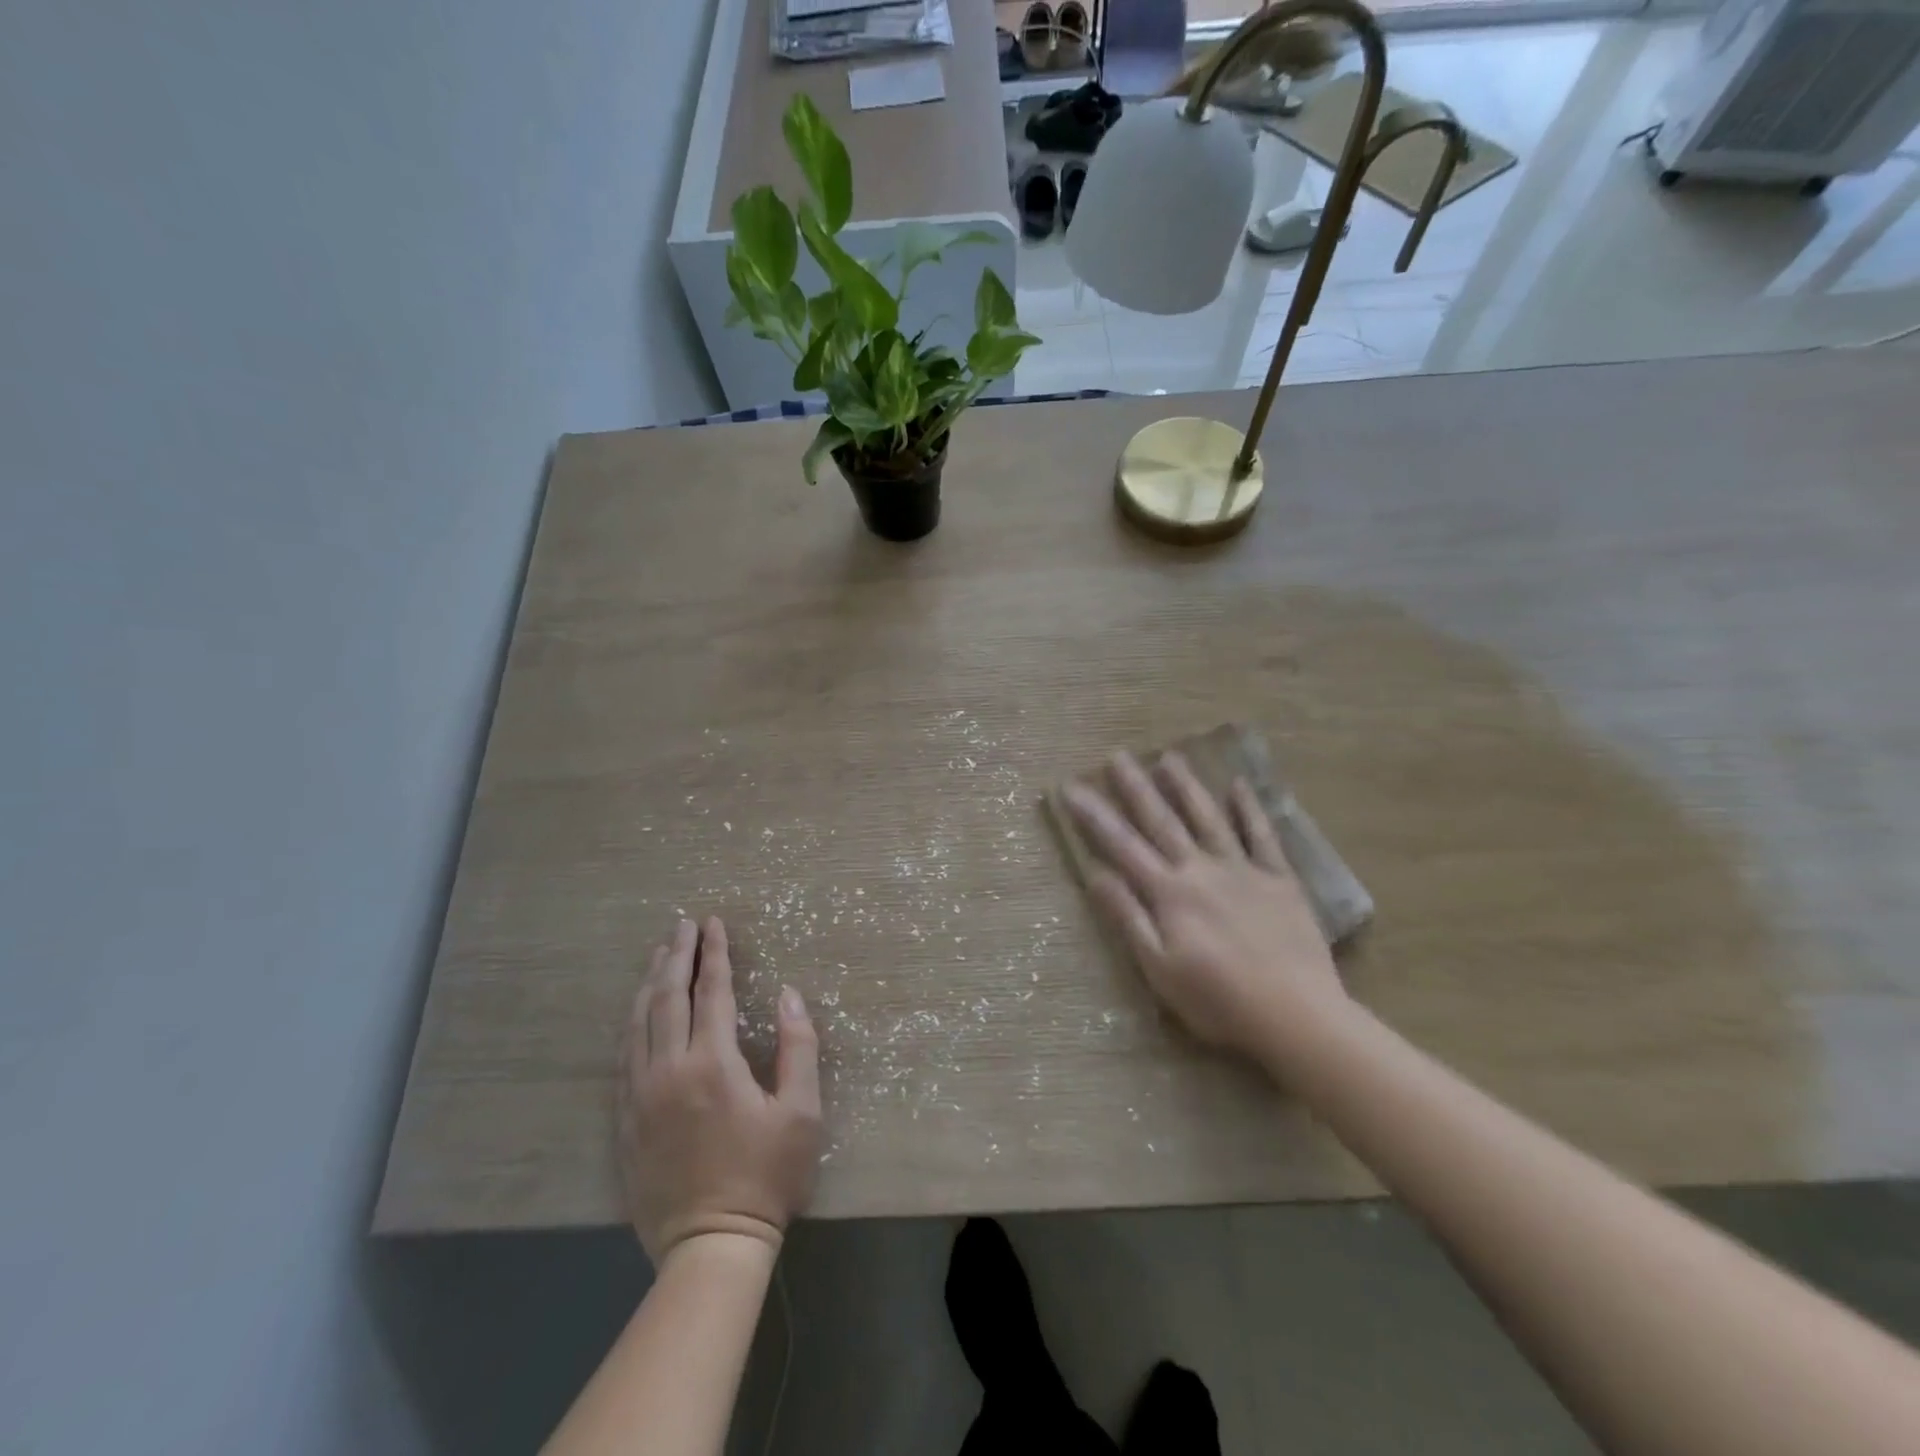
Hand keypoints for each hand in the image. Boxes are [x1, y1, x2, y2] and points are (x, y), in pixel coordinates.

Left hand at [618, 917, 822, 1262]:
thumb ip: (799, 1047)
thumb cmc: (766, 1176)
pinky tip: (638, 1012)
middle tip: (683, 926)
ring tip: (659, 955)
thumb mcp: (802, 1112)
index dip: (715, 954)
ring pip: (639, 1023)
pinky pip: (624, 1057)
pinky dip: (633, 1023)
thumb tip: (788, 995)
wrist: (711, 1246)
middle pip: (669, 998)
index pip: (713, 993)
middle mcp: (669, 1070)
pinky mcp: (626, 1120)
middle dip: (677, 956)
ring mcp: (641, 1096)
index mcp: (714, 1064)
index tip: (714, 923)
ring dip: (650, 983)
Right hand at [1064, 750, 1348, 1068]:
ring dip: (1187, 786)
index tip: (1071, 787)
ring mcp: (1243, 870)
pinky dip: (1250, 809)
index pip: (1122, 845)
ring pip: (1209, 818)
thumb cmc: (1218, 1000)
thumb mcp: (1158, 968)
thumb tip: (1096, 873)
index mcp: (1169, 893)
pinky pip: (1262, 836)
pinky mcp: (1280, 879)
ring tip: (1169, 756)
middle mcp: (1201, 869)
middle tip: (1117, 755)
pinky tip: (1239, 784)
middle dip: (1136, 787)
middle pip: (1162, 821)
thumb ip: (1128, 917)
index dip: (1094, 815)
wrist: (1296, 1015)